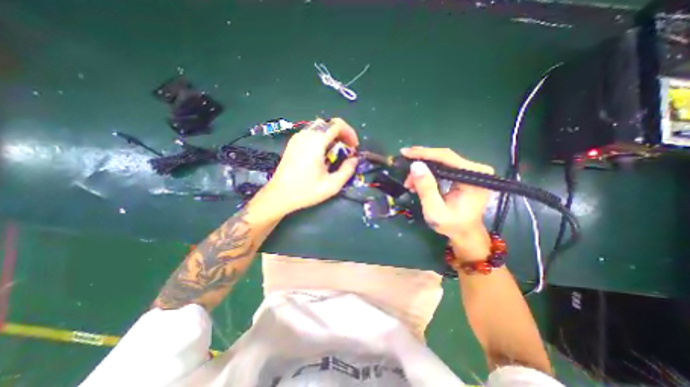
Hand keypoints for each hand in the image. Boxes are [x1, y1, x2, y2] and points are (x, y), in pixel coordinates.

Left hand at [263, 119, 360, 215]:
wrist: (279, 195)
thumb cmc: (306, 191)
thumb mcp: (332, 185)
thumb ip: (347, 170)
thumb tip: (354, 159)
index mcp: (316, 142)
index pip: (337, 124)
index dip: (350, 132)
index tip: (354, 147)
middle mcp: (306, 135)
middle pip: (329, 123)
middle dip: (342, 134)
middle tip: (347, 150)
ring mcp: (297, 138)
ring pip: (320, 126)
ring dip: (332, 136)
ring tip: (336, 151)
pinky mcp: (293, 143)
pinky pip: (311, 132)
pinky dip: (322, 137)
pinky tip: (322, 153)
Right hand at [402, 147, 493, 260]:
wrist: (465, 233)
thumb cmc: (452, 225)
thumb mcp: (435, 210)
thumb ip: (426, 188)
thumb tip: (415, 165)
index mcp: (474, 176)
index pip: (446, 157)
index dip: (423, 153)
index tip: (405, 152)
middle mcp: (475, 169)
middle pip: (443, 158)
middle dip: (421, 165)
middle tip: (405, 175)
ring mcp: (470, 171)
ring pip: (441, 162)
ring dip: (422, 171)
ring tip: (409, 183)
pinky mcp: (464, 174)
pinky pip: (443, 168)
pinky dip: (428, 174)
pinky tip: (417, 182)